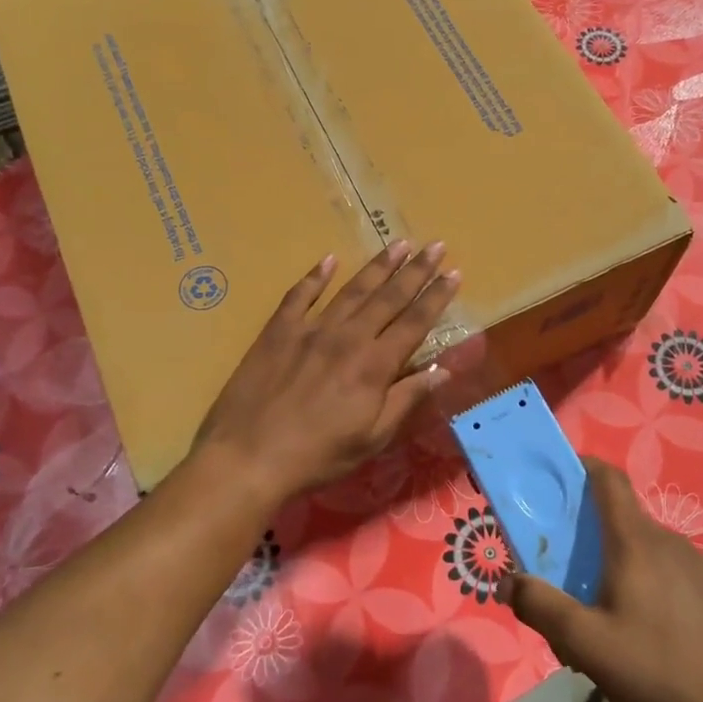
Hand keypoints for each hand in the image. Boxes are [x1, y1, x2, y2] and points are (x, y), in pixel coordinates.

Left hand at [193, 242, 460, 504]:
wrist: (248, 457)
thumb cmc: (317, 456)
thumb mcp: (372, 438)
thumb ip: (406, 399)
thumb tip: (443, 371)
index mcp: (374, 365)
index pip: (415, 322)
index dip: (437, 297)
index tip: (454, 273)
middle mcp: (348, 337)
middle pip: (389, 297)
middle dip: (416, 270)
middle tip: (435, 245)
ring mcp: (310, 330)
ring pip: (352, 290)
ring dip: (378, 266)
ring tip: (398, 244)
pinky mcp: (278, 331)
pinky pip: (300, 296)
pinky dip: (315, 277)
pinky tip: (328, 260)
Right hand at [505, 459, 702, 701]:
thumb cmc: (655, 665)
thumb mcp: (584, 642)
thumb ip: (540, 607)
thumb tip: (506, 582)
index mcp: (635, 540)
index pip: (609, 479)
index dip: (584, 466)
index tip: (560, 474)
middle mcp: (668, 540)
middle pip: (622, 517)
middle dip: (591, 530)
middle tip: (566, 564)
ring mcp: (697, 565)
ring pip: (646, 547)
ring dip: (618, 560)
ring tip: (602, 605)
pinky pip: (668, 570)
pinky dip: (646, 580)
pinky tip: (643, 628)